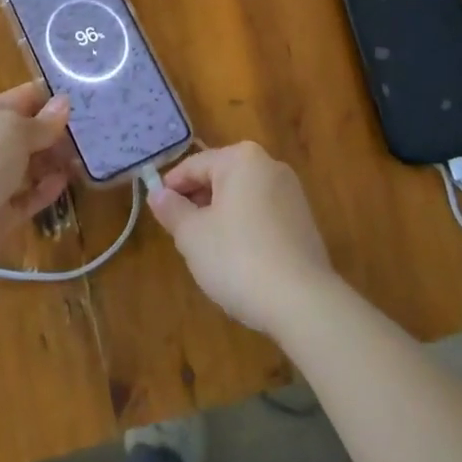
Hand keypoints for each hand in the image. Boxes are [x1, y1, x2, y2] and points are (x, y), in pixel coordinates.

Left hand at [0, 83, 72, 268]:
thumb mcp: (12, 130)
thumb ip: (41, 122)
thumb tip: (63, 104)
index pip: (20, 98)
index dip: (49, 97)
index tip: (84, 98)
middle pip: (25, 134)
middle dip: (55, 132)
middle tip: (92, 132)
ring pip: (27, 166)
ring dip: (53, 162)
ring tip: (84, 158)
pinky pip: (26, 198)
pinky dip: (44, 190)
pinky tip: (65, 183)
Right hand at [147, 142, 336, 333]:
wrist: (302, 302)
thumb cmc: (237, 257)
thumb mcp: (192, 235)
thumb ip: (171, 210)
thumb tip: (157, 194)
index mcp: (242, 159)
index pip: (194, 165)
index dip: (171, 187)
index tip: (157, 209)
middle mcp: (270, 166)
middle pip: (221, 177)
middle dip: (198, 201)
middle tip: (179, 231)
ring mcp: (292, 193)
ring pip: (242, 197)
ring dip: (220, 215)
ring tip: (205, 248)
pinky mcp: (304, 222)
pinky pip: (263, 215)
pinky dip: (244, 228)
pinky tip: (237, 258)